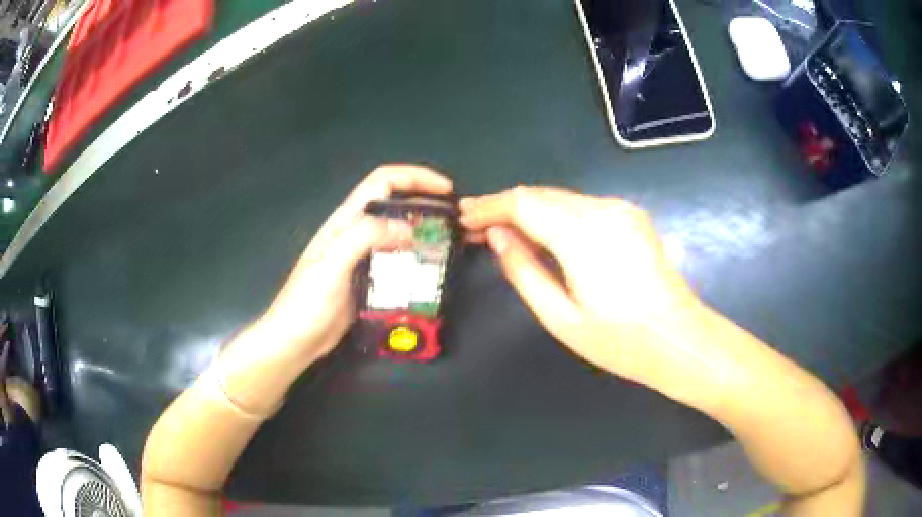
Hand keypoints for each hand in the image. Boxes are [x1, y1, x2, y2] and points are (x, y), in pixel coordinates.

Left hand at [257, 164, 453, 362]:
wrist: (295, 339)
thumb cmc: (308, 301)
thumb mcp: (333, 263)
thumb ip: (366, 236)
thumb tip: (409, 227)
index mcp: (345, 220)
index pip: (382, 182)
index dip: (415, 177)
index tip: (445, 189)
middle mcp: (355, 232)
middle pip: (394, 203)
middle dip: (425, 202)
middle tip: (454, 219)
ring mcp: (361, 257)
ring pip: (397, 232)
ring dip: (423, 232)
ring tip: (448, 243)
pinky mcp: (367, 279)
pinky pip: (396, 260)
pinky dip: (416, 258)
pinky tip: (429, 270)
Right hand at [460, 187, 708, 395]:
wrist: (679, 338)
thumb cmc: (620, 340)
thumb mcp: (560, 317)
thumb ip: (523, 271)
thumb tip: (496, 236)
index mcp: (583, 235)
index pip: (524, 203)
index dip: (490, 206)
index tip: (464, 217)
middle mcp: (603, 209)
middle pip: (541, 194)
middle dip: (505, 206)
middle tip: (476, 224)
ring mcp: (621, 209)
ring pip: (561, 197)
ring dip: (529, 209)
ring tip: (502, 228)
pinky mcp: (631, 215)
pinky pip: (582, 205)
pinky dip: (555, 214)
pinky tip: (543, 232)